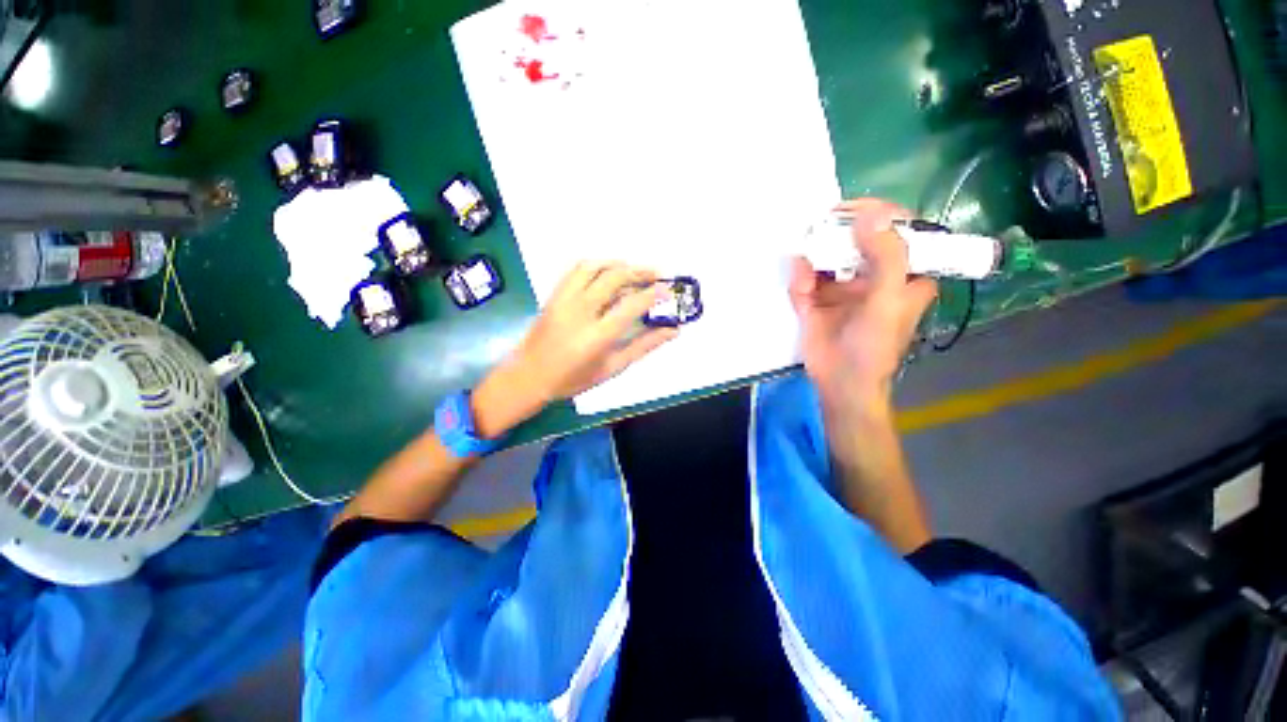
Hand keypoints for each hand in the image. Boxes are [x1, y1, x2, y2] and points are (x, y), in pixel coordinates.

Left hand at [473, 262, 678, 436]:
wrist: (528, 375)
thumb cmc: (573, 378)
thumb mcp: (612, 367)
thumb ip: (643, 346)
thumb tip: (673, 331)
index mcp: (597, 336)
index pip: (632, 306)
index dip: (654, 294)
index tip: (669, 290)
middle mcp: (580, 311)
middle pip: (615, 278)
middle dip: (640, 272)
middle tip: (657, 275)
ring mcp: (564, 299)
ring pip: (595, 267)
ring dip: (619, 264)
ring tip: (635, 271)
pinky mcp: (554, 294)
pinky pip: (577, 269)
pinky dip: (597, 265)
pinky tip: (608, 272)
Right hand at [789, 199, 937, 409]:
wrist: (839, 382)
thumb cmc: (873, 345)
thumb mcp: (887, 299)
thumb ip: (885, 256)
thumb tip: (871, 214)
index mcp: (903, 273)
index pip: (897, 231)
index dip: (878, 215)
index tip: (852, 210)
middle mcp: (872, 275)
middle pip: (856, 240)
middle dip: (836, 234)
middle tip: (819, 228)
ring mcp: (841, 287)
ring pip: (826, 257)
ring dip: (814, 257)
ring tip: (807, 264)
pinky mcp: (815, 300)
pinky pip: (805, 280)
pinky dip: (799, 280)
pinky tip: (800, 286)